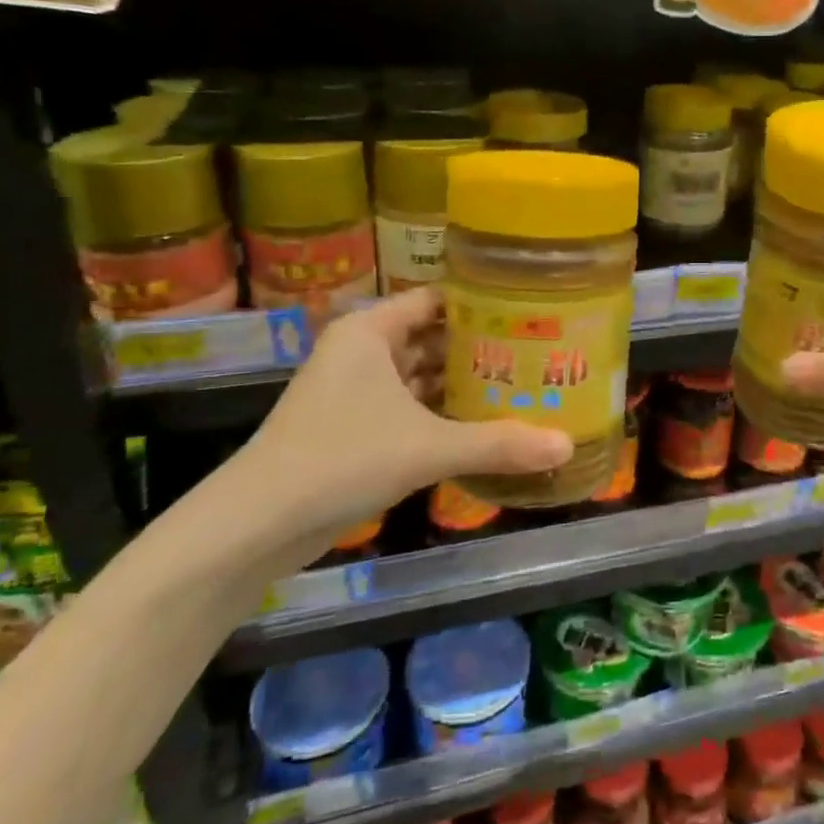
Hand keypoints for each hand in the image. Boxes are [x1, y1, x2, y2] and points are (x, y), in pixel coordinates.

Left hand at [221, 289, 571, 569]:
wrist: (256, 525)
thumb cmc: (341, 459)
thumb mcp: (427, 447)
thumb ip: (498, 444)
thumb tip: (566, 446)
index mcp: (371, 331)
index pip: (438, 299)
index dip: (484, 303)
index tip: (532, 311)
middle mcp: (363, 351)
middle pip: (434, 337)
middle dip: (482, 348)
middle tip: (540, 352)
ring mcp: (356, 391)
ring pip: (422, 376)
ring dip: (464, 384)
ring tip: (524, 385)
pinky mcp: (355, 427)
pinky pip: (410, 408)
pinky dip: (443, 414)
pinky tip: (485, 424)